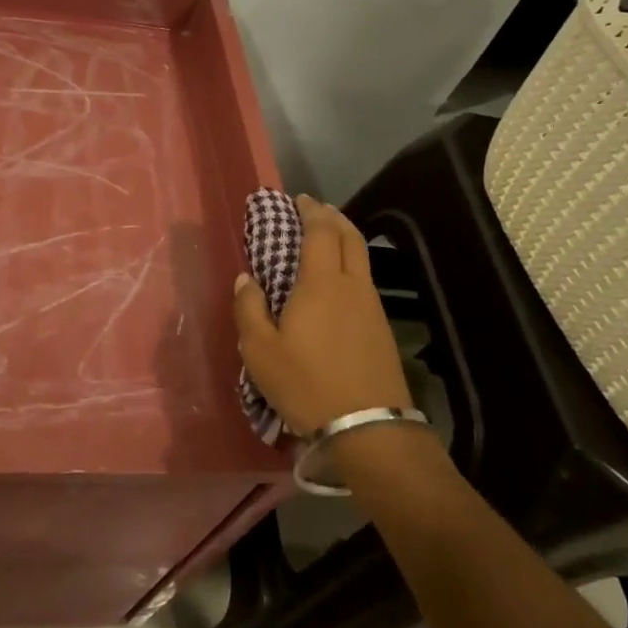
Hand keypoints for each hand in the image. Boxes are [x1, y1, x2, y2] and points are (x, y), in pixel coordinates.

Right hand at [234, 194, 412, 436]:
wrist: (367, 426)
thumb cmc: (306, 383)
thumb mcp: (260, 350)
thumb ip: (249, 309)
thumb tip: (246, 278)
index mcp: (321, 283)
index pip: (321, 232)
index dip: (310, 211)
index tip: (299, 200)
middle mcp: (352, 285)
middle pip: (350, 236)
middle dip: (333, 217)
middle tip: (315, 211)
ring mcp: (372, 306)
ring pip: (362, 258)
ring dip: (344, 240)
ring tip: (325, 241)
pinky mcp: (382, 328)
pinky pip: (365, 281)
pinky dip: (351, 266)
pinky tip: (338, 283)